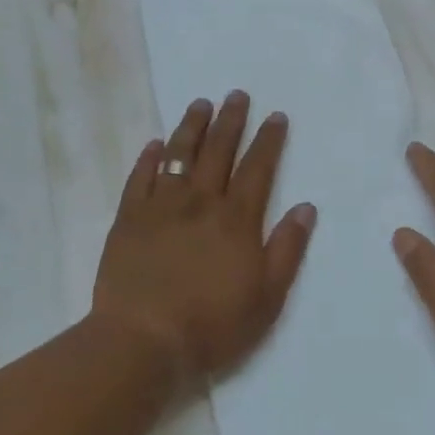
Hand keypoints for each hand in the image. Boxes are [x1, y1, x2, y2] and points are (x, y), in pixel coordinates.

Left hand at [92, 91, 315, 389]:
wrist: (142, 340)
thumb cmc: (212, 324)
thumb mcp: (267, 297)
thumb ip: (287, 249)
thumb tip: (305, 207)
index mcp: (236, 219)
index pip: (258, 168)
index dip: (268, 140)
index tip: (275, 115)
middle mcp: (201, 202)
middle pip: (218, 150)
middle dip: (231, 120)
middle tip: (237, 94)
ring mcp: (161, 207)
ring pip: (179, 155)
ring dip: (192, 126)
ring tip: (201, 104)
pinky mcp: (128, 219)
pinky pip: (140, 178)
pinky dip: (149, 158)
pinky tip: (155, 144)